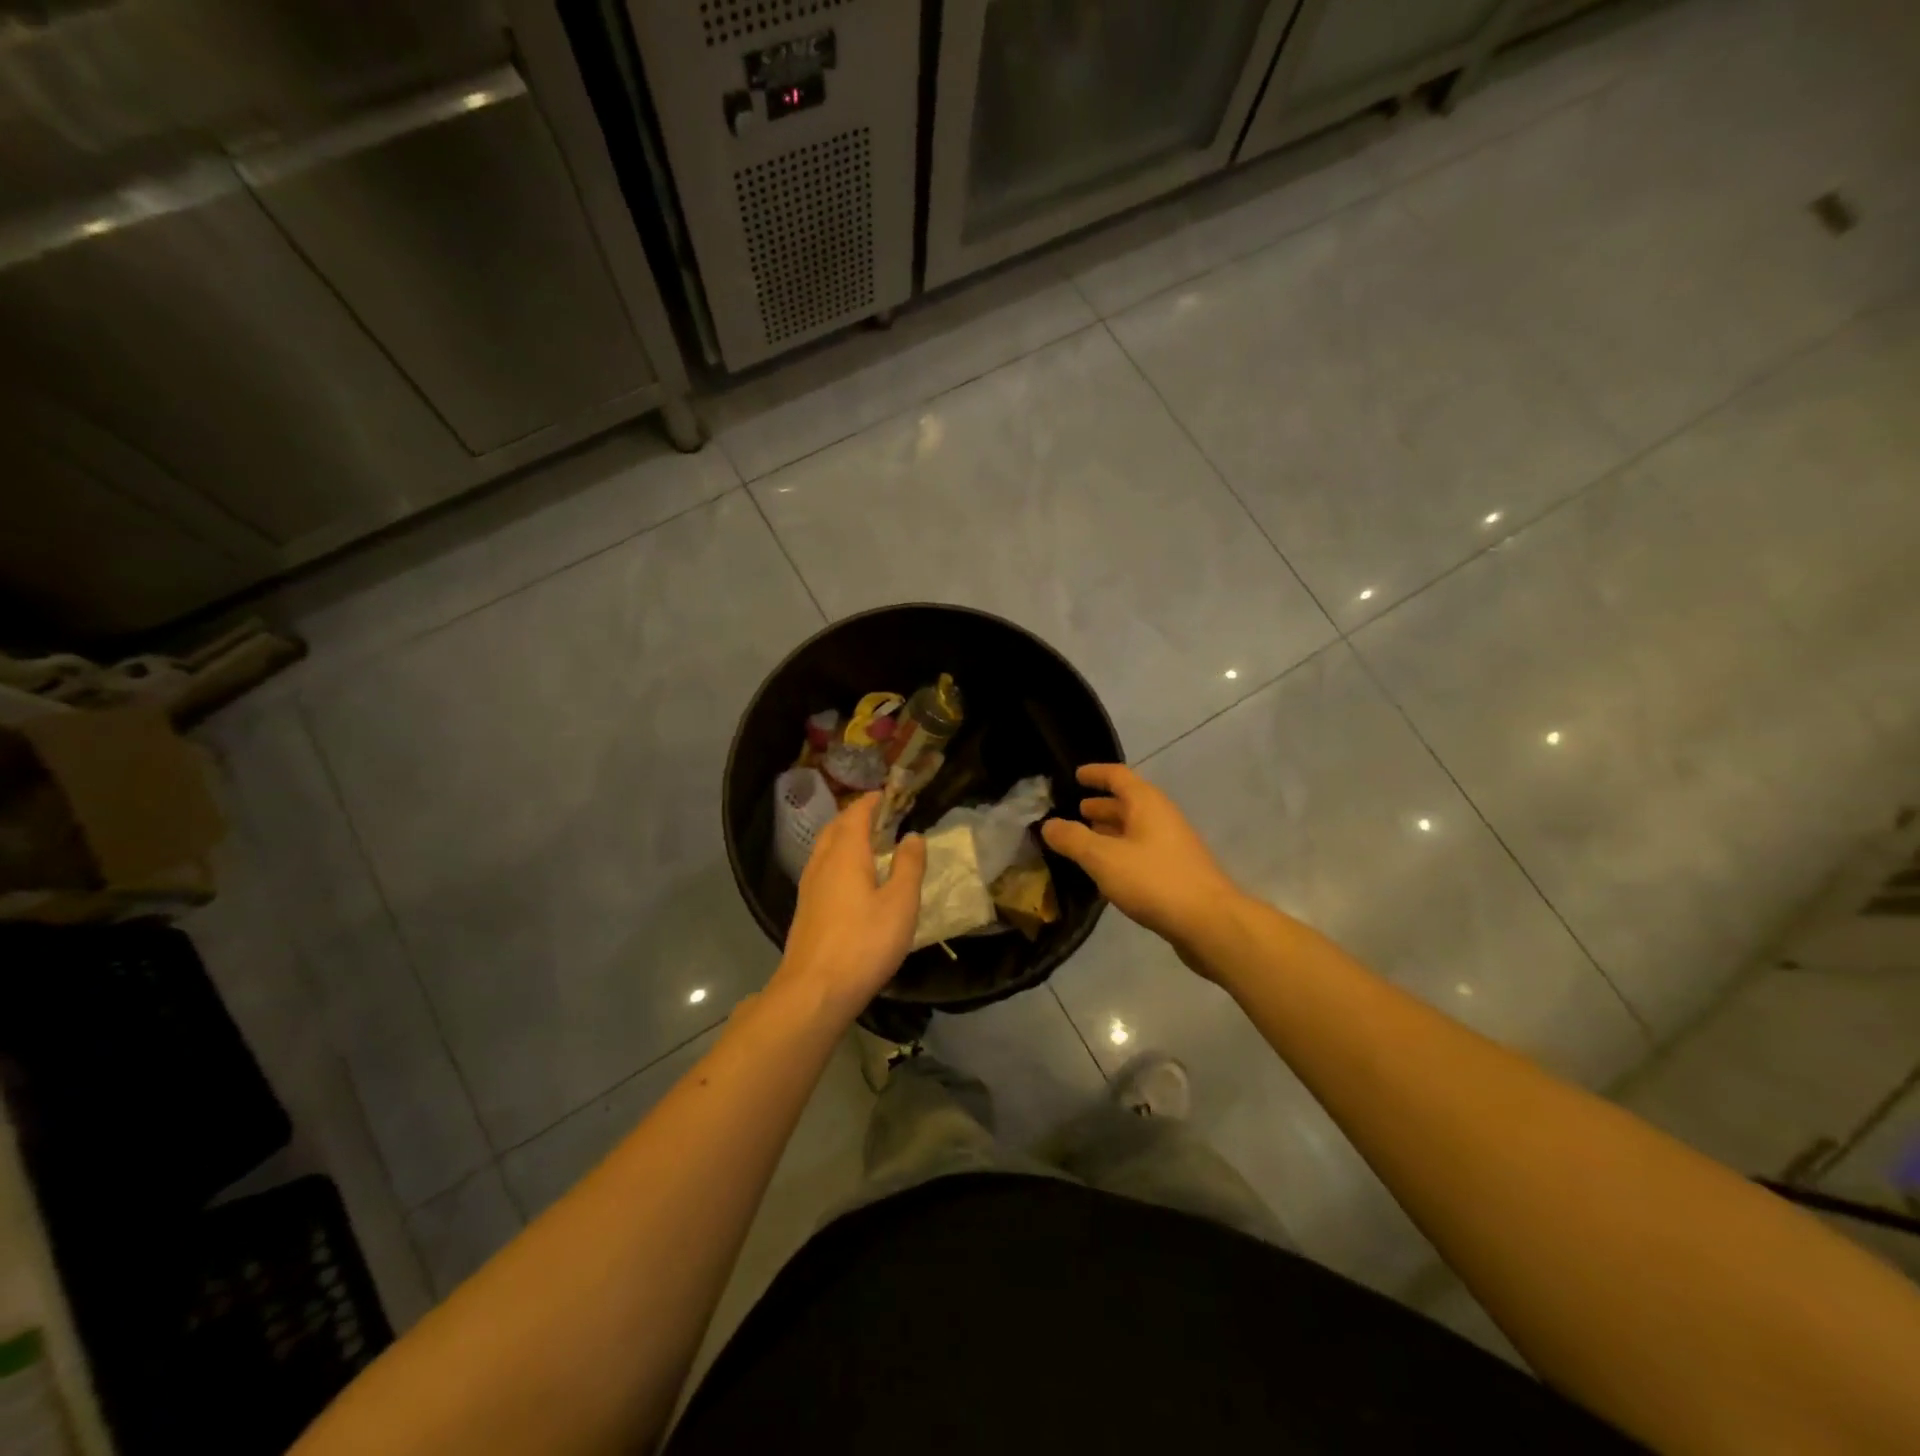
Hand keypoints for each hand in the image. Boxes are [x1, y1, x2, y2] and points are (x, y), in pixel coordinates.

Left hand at [774, 793, 925, 1020]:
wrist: (814, 990)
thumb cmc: (864, 943)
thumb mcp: (900, 904)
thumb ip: (909, 867)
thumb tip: (913, 836)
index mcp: (846, 854)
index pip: (856, 814)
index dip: (871, 801)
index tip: (886, 794)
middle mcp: (822, 863)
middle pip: (835, 828)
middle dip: (855, 816)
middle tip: (878, 815)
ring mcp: (809, 887)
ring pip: (824, 849)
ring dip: (843, 837)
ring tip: (866, 842)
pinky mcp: (806, 909)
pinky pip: (821, 868)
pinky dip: (837, 859)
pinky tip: (849, 878)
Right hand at [1041, 764, 1238, 960]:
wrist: (1208, 922)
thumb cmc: (1154, 880)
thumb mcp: (1103, 858)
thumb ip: (1073, 839)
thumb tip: (1048, 824)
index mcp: (1147, 803)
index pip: (1118, 776)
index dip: (1095, 774)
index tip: (1075, 775)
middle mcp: (1161, 817)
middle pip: (1127, 802)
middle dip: (1100, 805)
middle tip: (1073, 811)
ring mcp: (1171, 845)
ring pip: (1134, 829)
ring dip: (1109, 830)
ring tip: (1083, 839)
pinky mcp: (1175, 872)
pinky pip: (1140, 851)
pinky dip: (1119, 852)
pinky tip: (1105, 870)